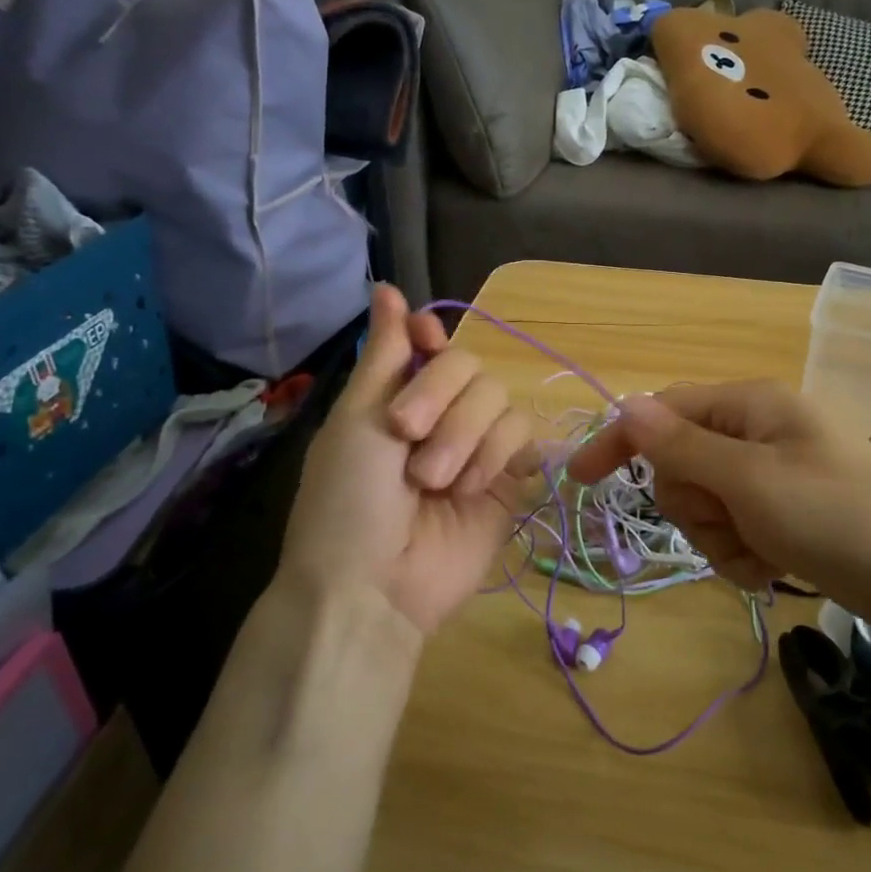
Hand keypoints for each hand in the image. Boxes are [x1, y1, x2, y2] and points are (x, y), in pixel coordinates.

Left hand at [280, 285, 533, 634]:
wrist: (375, 586)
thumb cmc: (348, 500)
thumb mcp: (356, 420)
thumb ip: (385, 353)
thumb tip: (386, 285)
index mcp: (397, 397)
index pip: (433, 341)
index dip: (432, 338)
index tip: (424, 345)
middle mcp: (440, 414)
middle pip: (472, 365)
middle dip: (441, 400)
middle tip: (407, 440)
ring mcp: (477, 446)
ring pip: (499, 398)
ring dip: (464, 436)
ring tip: (435, 483)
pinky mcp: (509, 477)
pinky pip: (523, 435)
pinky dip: (495, 456)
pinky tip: (469, 489)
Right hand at [567, 381, 870, 629]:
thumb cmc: (841, 517)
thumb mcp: (752, 481)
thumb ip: (684, 446)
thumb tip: (626, 403)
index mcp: (750, 405)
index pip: (663, 411)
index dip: (621, 441)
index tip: (579, 480)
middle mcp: (758, 431)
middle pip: (682, 464)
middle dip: (695, 505)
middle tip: (733, 522)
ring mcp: (774, 474)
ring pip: (706, 504)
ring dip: (721, 536)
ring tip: (764, 552)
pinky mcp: (788, 513)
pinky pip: (736, 529)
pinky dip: (744, 553)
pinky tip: (776, 567)